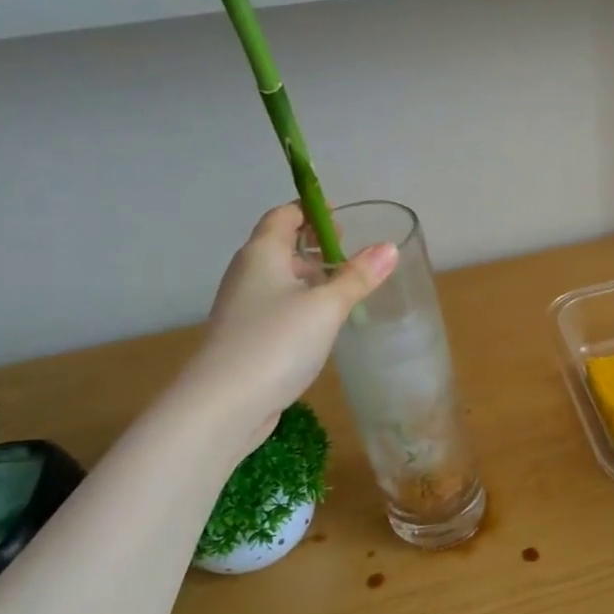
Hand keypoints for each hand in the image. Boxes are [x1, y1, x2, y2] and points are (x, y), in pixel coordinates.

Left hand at [179, 204, 396, 455]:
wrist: (224, 404)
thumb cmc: (276, 342)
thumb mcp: (327, 306)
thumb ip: (358, 277)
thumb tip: (389, 247)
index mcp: (262, 254)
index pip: (284, 215)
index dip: (311, 210)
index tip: (343, 217)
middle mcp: (248, 273)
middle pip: (281, 245)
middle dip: (315, 244)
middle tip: (352, 252)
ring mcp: (244, 307)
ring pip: (281, 279)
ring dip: (311, 277)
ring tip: (347, 286)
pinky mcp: (247, 337)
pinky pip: (278, 307)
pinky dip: (302, 304)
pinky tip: (326, 322)